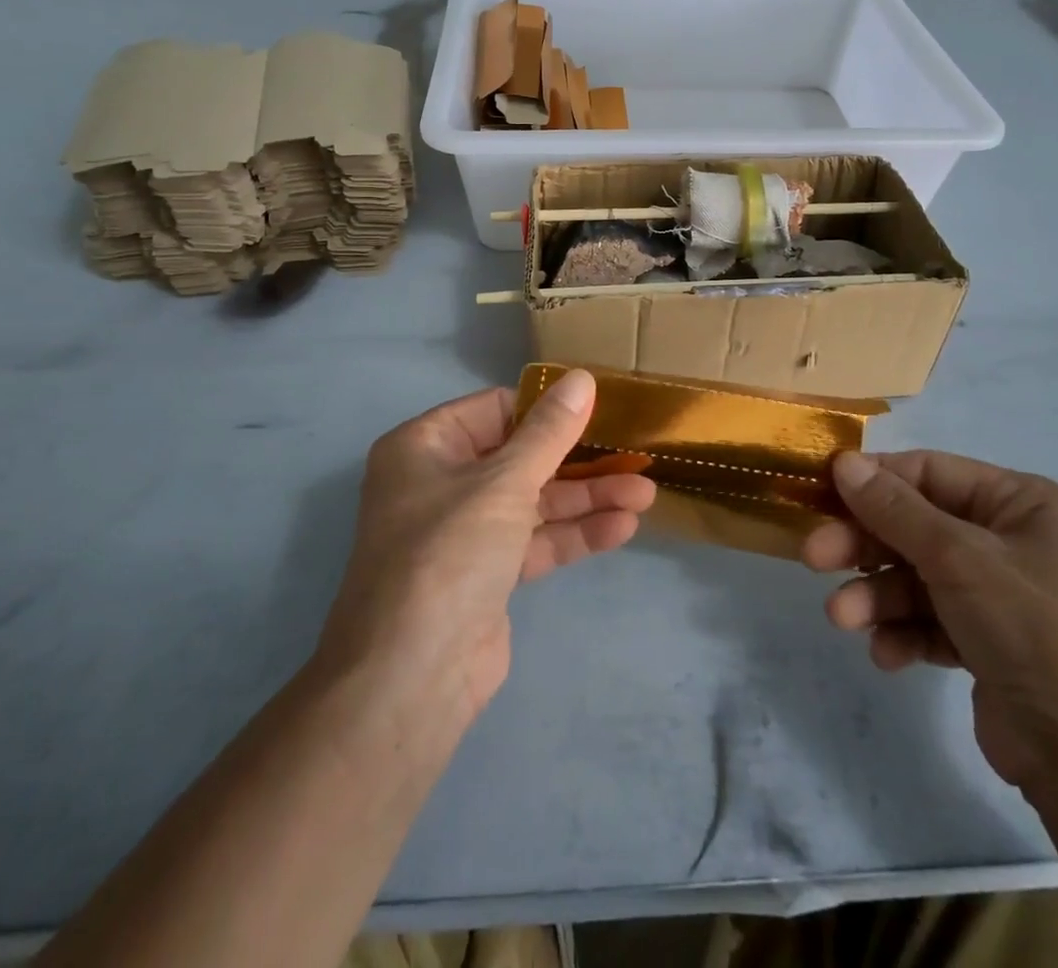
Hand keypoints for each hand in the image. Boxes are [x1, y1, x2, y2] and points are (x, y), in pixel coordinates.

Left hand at [317, 371, 655, 729]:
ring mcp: (465, 531)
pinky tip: (622, 528)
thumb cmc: (448, 554)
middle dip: (579, 460)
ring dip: (586, 498)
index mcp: (425, 447)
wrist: (411, 678)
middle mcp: (441, 482)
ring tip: (646, 494)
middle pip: (521, 456)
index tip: (599, 408)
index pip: (495, 410)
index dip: (546, 408)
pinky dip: (574, 534)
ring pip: (534, 501)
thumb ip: (548, 432)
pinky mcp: (488, 573)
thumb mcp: (503, 483)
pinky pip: (536, 540)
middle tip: (635, 455)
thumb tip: (582, 378)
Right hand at [804, 450, 1057, 796]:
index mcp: (1025, 504)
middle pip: (918, 527)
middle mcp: (1016, 543)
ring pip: (919, 578)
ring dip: (877, 596)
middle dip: (866, 546)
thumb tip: (843, 462)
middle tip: (814, 557)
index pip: (932, 473)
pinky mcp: (993, 648)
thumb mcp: (958, 556)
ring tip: (842, 619)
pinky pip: (935, 623)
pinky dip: (906, 634)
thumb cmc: (1034, 628)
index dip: (874, 481)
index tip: (821, 493)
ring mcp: (1004, 598)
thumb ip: (893, 508)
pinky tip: (887, 654)